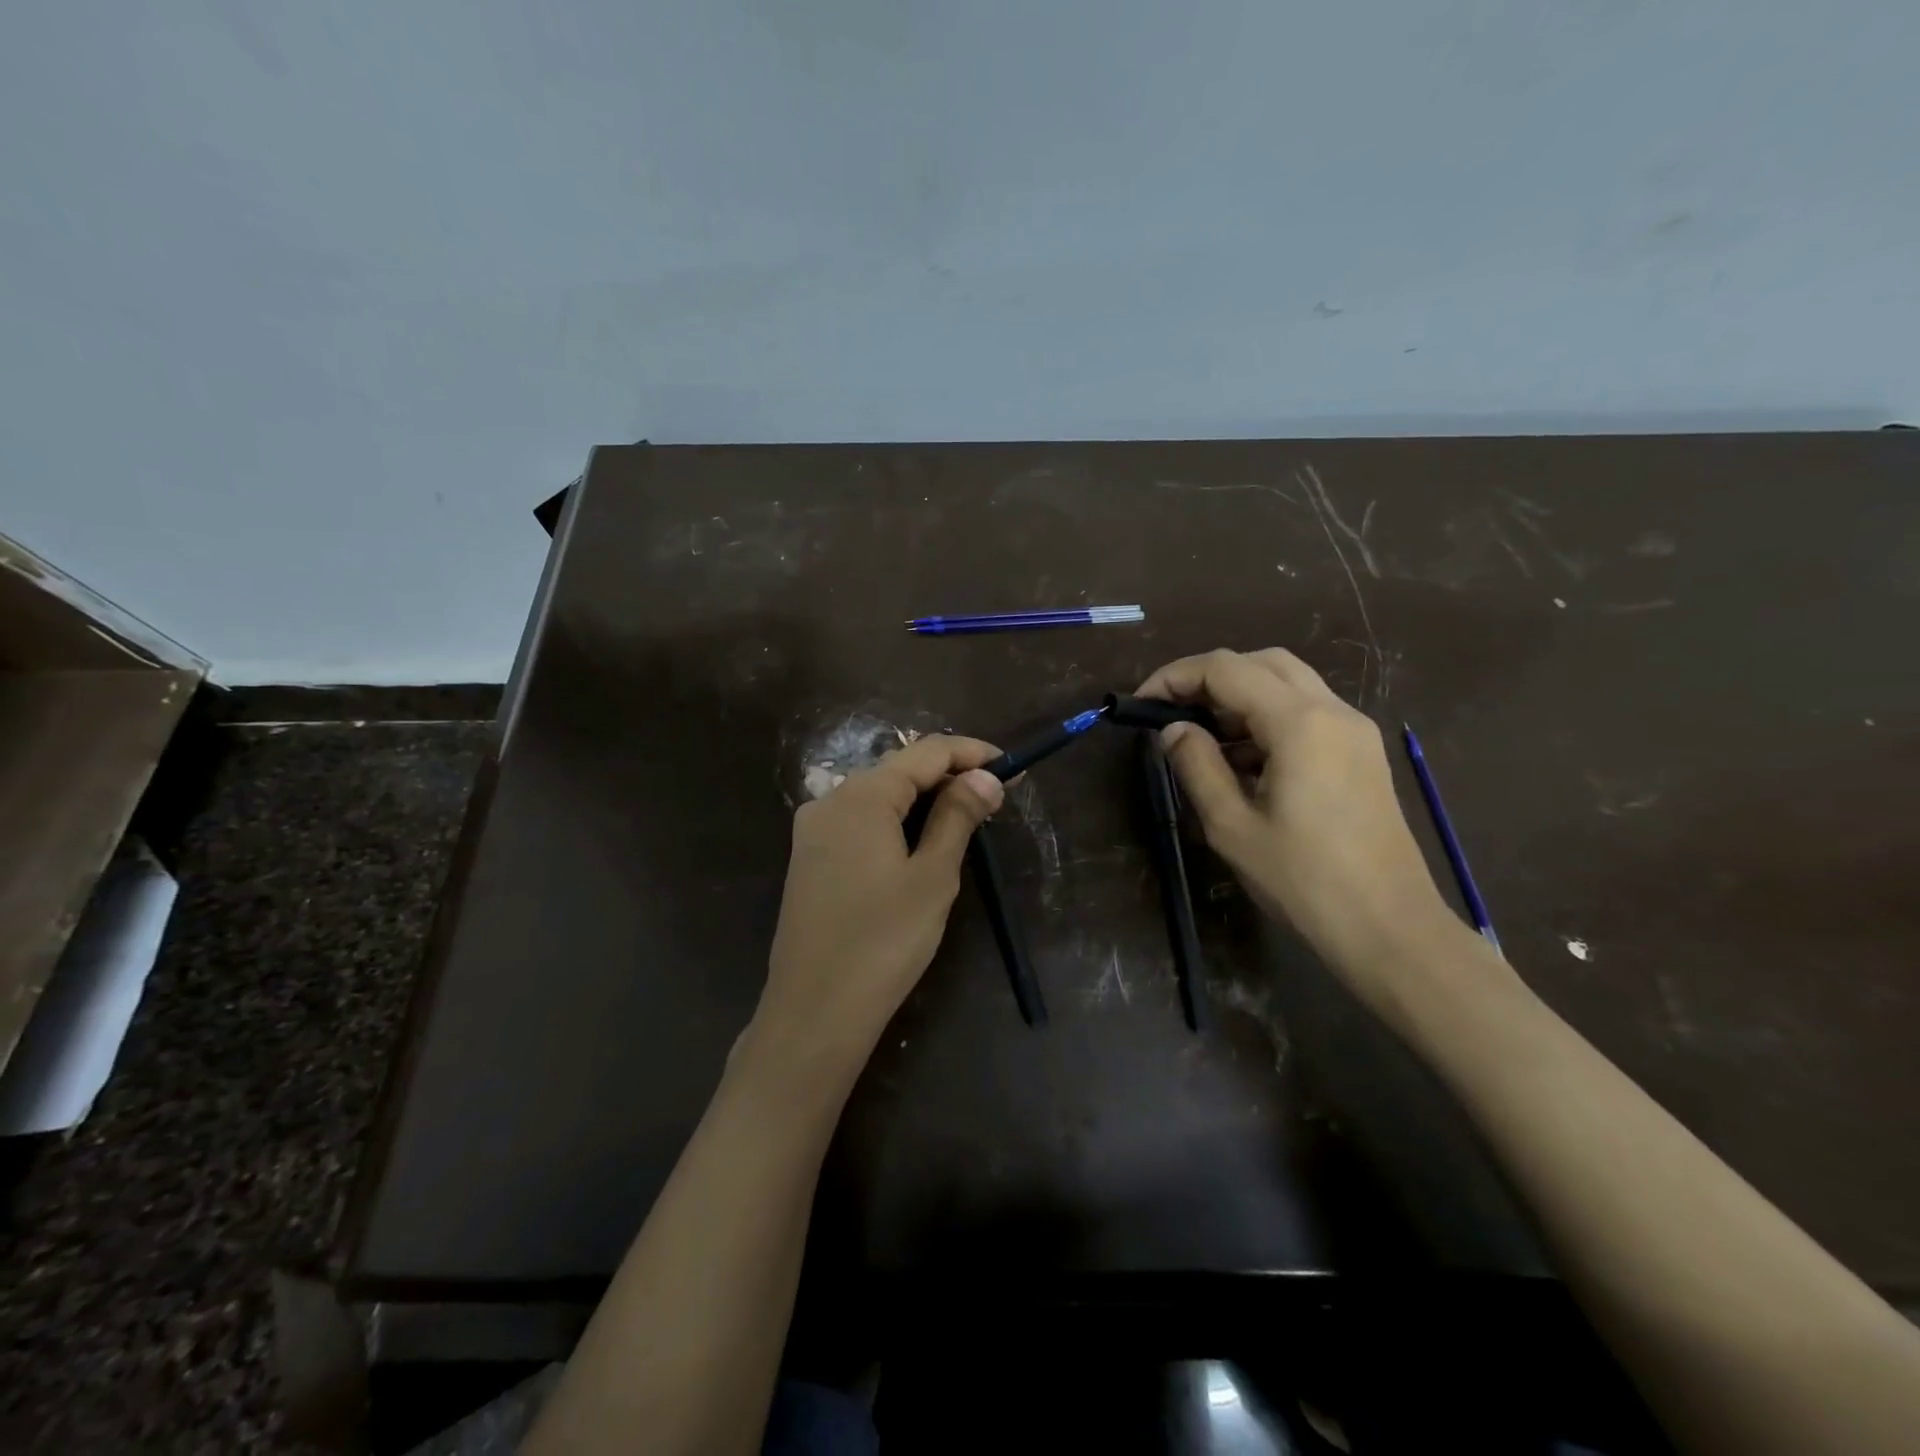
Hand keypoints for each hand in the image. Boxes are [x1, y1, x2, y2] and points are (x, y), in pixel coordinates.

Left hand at [753, 735, 1004, 1071]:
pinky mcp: (808, 857)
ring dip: (922, 799)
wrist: (815, 1010)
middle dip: (948, 776)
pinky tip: (918, 843)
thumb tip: (985, 777)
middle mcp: (831, 800)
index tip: (1011, 766)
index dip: (971, 753)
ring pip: (878, 795)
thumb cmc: (884, 942)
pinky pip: (859, 821)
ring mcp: (813, 829)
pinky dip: (895, 821)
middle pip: (898, 769)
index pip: (926, 751)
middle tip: (993, 799)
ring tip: (965, 819)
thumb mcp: (933, 876)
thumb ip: (958, 817)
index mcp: (862, 796)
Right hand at [1137, 648, 1456, 984]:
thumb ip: (1197, 766)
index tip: (1141, 704)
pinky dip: (1267, 718)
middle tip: (1172, 713)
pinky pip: (1307, 713)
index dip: (1176, 677)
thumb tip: (1174, 730)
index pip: (1226, 668)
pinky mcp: (1361, 753)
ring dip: (1239, 697)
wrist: (1390, 929)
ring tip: (1202, 738)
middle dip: (1209, 678)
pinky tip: (1243, 761)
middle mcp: (1333, 711)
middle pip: (1261, 663)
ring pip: (1288, 684)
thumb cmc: (1304, 881)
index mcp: (1300, 723)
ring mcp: (1354, 731)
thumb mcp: (1232, 826)